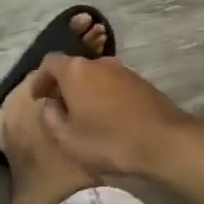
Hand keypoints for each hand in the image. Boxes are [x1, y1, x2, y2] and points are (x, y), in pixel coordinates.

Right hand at [30, 54, 203, 177]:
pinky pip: (112, 83)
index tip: (37, 97)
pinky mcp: (140, 81)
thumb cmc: (110, 141)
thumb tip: (47, 103)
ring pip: (94, 75)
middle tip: (58, 107)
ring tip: (83, 114)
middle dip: (62, 85)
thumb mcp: (69, 139)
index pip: (49, 63)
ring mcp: (122, 69)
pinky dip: (103, 95)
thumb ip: (50, 117)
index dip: (40, 79)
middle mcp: (97, 62)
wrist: (166, 141)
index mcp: (75, 71)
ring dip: (85, 90)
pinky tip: (107, 116)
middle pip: (72, 67)